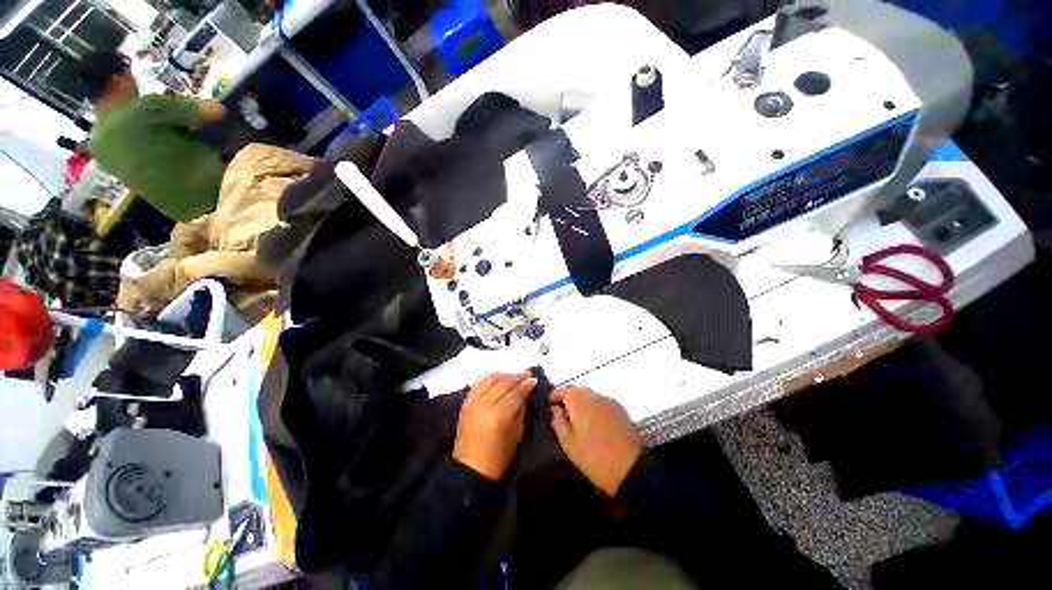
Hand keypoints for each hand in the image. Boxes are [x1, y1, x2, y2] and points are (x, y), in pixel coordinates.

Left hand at [453, 373, 537, 480]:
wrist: (470, 468)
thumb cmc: (498, 457)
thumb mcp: (517, 434)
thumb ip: (521, 411)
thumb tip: (525, 395)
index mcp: (500, 414)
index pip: (516, 392)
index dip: (527, 384)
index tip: (535, 380)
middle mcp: (486, 403)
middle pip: (504, 382)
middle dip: (518, 376)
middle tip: (528, 374)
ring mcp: (474, 401)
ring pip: (491, 378)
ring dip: (505, 374)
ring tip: (514, 375)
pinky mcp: (466, 402)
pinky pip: (479, 383)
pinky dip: (490, 378)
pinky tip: (498, 378)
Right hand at [551, 387, 641, 495]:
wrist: (631, 468)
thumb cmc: (594, 458)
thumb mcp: (569, 444)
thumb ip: (558, 422)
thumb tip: (555, 409)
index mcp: (580, 401)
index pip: (563, 390)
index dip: (555, 396)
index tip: (550, 405)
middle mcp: (594, 395)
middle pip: (577, 390)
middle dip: (568, 398)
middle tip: (563, 413)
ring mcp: (609, 401)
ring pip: (590, 395)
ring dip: (582, 402)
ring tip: (578, 418)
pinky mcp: (620, 409)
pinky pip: (602, 402)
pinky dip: (594, 407)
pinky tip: (595, 422)